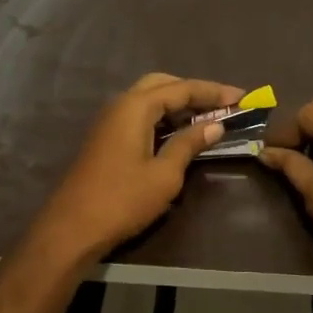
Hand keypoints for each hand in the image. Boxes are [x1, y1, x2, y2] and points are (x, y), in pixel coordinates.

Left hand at [26, 73, 243, 268]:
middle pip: (161, 84)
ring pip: (148, 99)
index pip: (181, 88)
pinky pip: (140, 116)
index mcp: (135, 107)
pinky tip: (179, 133)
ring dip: (177, 104)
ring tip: (206, 117)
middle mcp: (120, 105)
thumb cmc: (122, 200)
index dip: (212, 92)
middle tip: (221, 104)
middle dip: (193, 90)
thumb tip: (214, 125)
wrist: (72, 229)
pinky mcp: (106, 139)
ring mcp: (110, 122)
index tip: (241, 97)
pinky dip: (162, 118)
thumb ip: (189, 144)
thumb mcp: (164, 174)